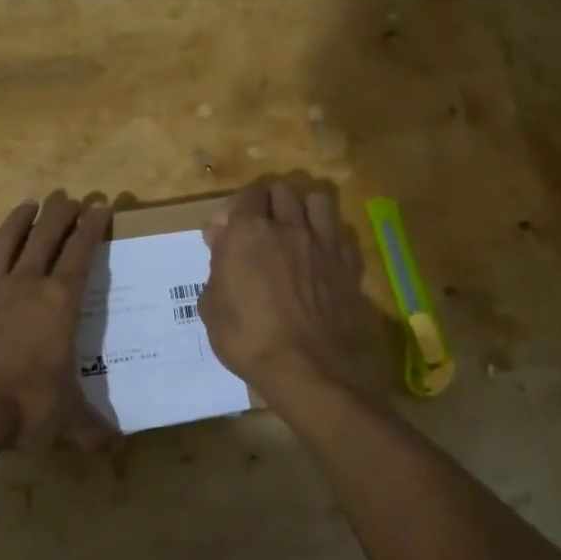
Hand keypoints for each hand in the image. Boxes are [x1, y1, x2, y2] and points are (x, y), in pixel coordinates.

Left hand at [0, 192, 116, 455]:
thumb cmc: (25, 406)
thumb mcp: (65, 420)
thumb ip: (91, 430)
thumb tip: (115, 449)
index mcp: (59, 303)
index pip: (80, 252)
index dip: (92, 226)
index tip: (100, 204)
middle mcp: (26, 287)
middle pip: (46, 236)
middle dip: (61, 212)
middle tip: (69, 195)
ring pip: (8, 243)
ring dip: (21, 220)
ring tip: (29, 203)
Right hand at [199, 178, 387, 409]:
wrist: (309, 370)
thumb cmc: (249, 339)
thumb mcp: (211, 307)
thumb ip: (217, 268)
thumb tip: (223, 247)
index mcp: (249, 232)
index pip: (246, 195)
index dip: (234, 209)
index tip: (225, 234)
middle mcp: (288, 227)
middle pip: (282, 189)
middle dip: (267, 201)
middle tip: (258, 226)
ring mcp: (323, 244)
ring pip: (317, 199)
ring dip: (303, 207)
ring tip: (295, 228)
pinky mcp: (348, 264)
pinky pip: (341, 233)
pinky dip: (329, 236)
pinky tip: (321, 254)